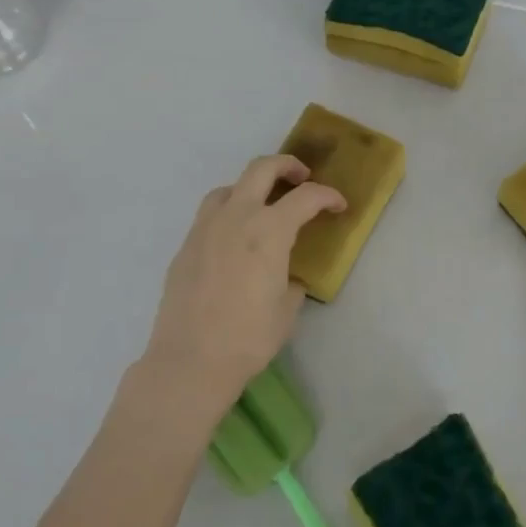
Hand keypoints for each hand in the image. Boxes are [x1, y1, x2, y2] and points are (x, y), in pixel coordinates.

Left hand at [141, 154, 345, 419]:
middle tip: (301, 178)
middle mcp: (236, 217)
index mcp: (269, 230)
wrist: (190, 361)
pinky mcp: (185, 246)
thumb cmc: (248, 337)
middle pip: (262, 169)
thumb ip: (292, 282)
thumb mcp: (287, 310)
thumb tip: (289, 277)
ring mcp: (205, 228)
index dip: (328, 196)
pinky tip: (234, 240)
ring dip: (251, 187)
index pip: (306, 197)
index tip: (339, 206)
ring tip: (262, 207)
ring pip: (229, 187)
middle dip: (287, 166)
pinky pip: (209, 215)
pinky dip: (228, 213)